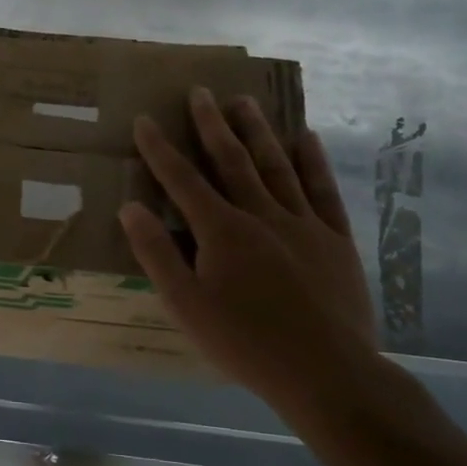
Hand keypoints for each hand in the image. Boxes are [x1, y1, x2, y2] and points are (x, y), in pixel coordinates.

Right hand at [119, 88, 375, 403]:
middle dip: (211, 124)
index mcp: (222, 231)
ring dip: (257, 131)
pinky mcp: (336, 239)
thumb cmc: (245, 343)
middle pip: (231, 160)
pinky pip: (322, 190)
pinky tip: (306, 138)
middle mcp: (261, 215)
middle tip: (200, 91)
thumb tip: (130, 207)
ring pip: (276, 166)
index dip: (160, 149)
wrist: (329, 374)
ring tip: (243, 102)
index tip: (145, 119)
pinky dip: (312, 162)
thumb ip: (157, 253)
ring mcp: (304, 224)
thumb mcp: (186, 305)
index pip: (182, 180)